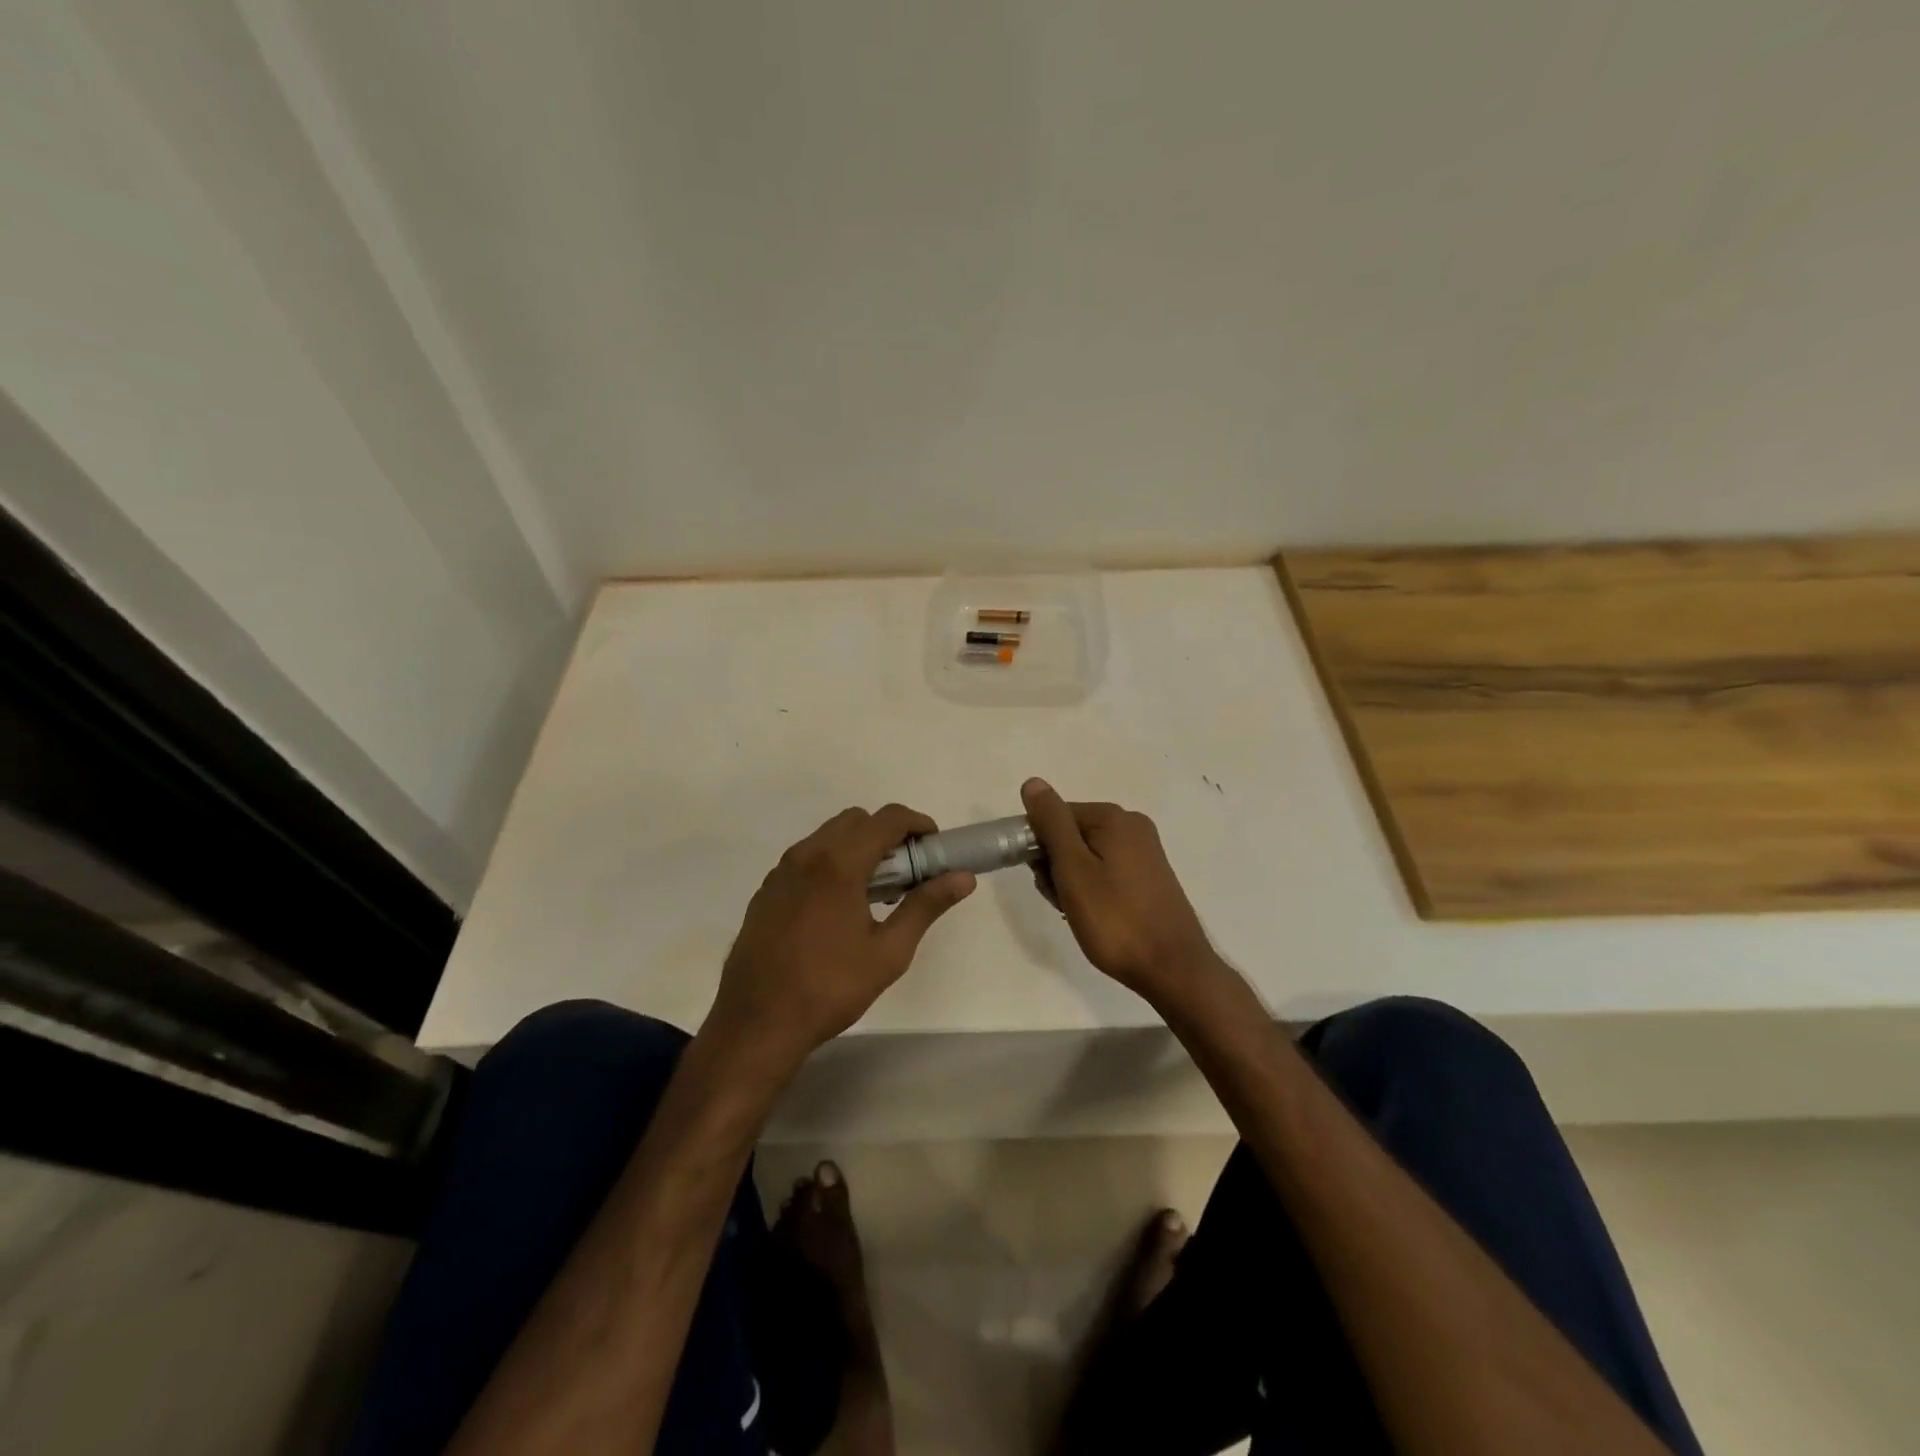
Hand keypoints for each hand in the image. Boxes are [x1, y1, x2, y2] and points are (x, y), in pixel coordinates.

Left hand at [707, 805, 974, 1073]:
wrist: (757, 1023)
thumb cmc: (830, 988)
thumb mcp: (889, 952)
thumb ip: (926, 906)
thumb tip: (962, 878)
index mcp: (839, 864)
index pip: (887, 819)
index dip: (917, 824)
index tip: (934, 846)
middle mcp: (807, 855)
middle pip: (856, 820)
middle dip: (887, 834)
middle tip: (907, 872)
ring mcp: (781, 872)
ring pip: (827, 836)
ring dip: (857, 848)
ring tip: (874, 892)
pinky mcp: (766, 890)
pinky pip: (806, 859)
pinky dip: (830, 864)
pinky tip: (837, 908)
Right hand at [1020, 778, 1223, 1008]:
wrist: (1172, 969)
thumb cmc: (1115, 919)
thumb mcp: (1073, 869)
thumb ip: (1052, 823)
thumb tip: (1033, 782)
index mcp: (1114, 817)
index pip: (1055, 816)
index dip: (1039, 846)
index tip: (1043, 879)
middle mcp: (1132, 826)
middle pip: (1071, 834)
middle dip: (1057, 866)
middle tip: (1063, 901)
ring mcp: (1144, 852)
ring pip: (1086, 856)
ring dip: (1071, 882)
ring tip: (1078, 913)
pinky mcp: (1149, 877)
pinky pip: (1105, 871)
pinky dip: (1092, 890)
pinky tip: (1094, 916)